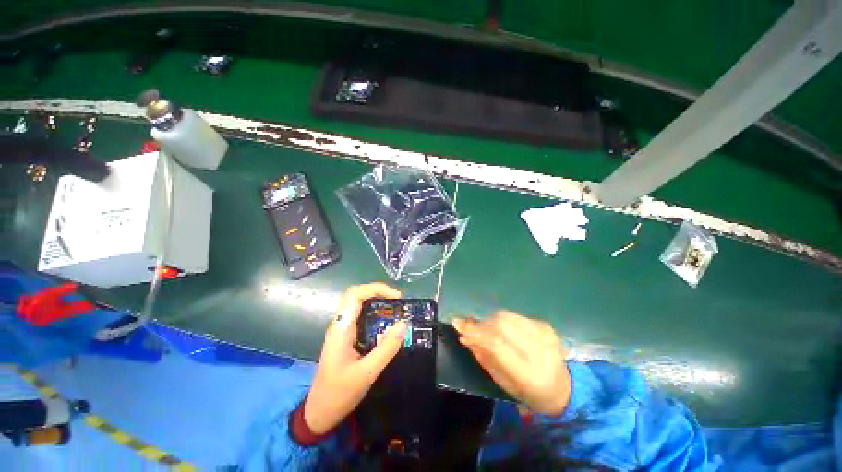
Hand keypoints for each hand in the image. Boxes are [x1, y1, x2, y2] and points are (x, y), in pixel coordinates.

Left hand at [303, 283, 407, 434]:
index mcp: (341, 328)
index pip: (355, 294)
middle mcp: (341, 324)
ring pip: (360, 305)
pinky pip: (362, 318)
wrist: (319, 413)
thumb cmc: (339, 394)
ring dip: (378, 303)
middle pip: (357, 296)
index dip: (376, 289)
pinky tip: (388, 324)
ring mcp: (343, 330)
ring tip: (397, 310)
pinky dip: (376, 315)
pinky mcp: (347, 338)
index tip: (396, 297)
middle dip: (379, 293)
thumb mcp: (366, 373)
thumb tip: (403, 324)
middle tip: (398, 302)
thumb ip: (386, 348)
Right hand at [452, 311, 570, 415]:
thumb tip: (464, 335)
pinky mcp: (545, 325)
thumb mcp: (502, 381)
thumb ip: (483, 356)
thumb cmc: (528, 392)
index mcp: (529, 373)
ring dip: (490, 320)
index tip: (457, 324)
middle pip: (501, 324)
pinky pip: (515, 315)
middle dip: (481, 324)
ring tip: (486, 330)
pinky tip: (503, 330)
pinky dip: (503, 320)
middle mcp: (540, 350)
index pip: (496, 343)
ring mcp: (545, 334)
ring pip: (506, 316)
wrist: (563, 388)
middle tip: (472, 329)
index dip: (475, 331)